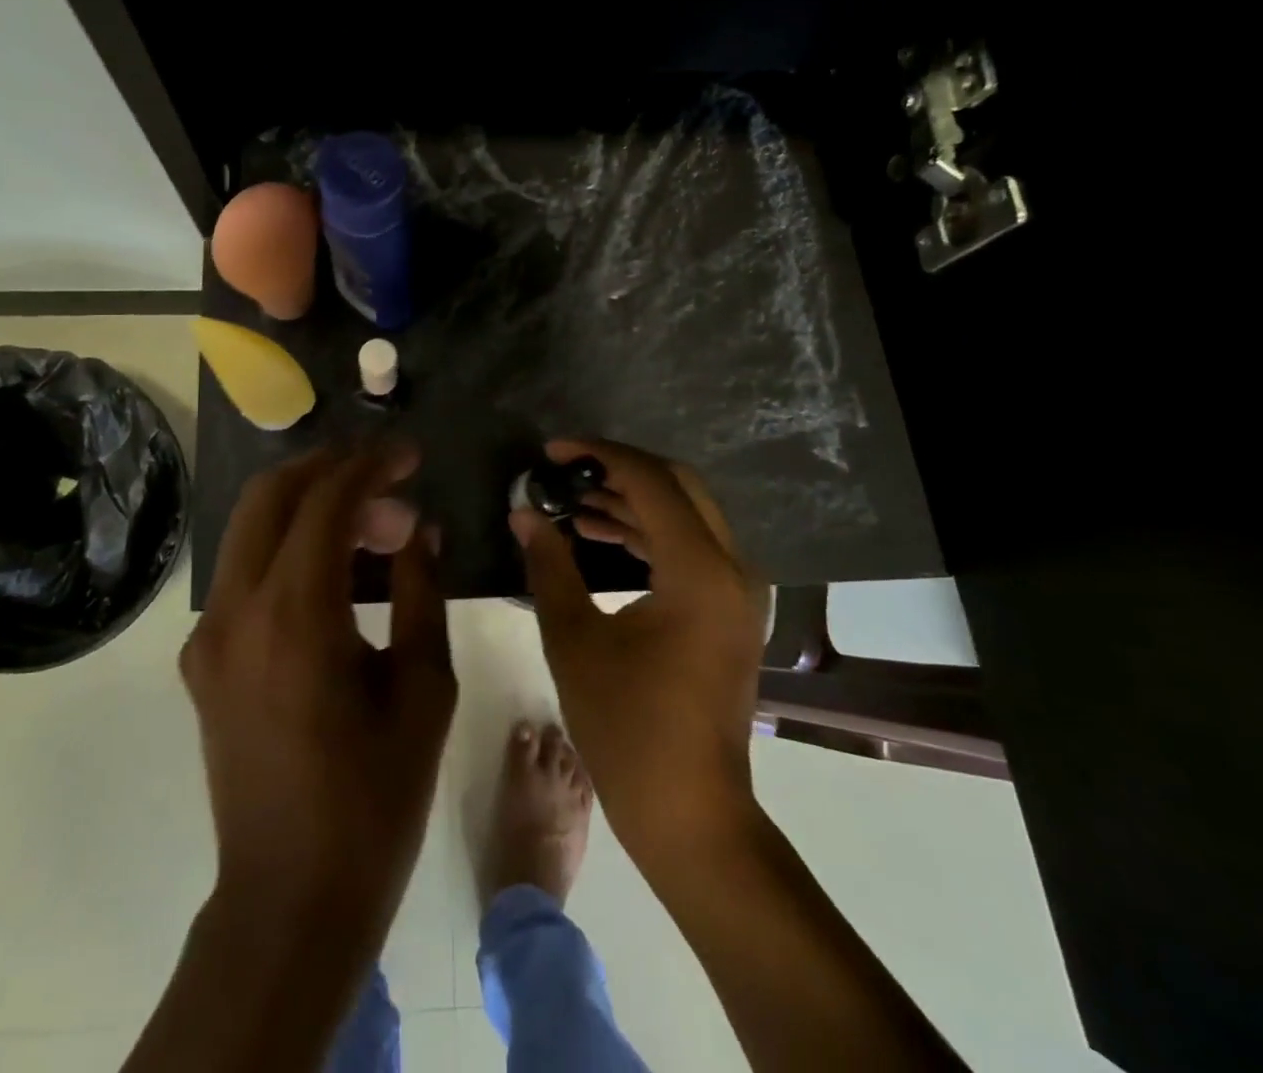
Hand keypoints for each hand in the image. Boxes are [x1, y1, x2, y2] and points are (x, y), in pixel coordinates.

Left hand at [180, 444, 455, 951]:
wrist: (290, 899)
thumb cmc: (374, 799)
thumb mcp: (423, 690)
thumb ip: (422, 592)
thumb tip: (422, 529)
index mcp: (295, 616)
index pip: (326, 502)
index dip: (371, 466)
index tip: (411, 455)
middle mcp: (236, 610)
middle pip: (270, 495)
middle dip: (329, 468)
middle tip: (387, 478)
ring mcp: (208, 634)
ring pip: (249, 527)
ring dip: (308, 505)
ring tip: (373, 528)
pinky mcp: (203, 658)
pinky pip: (244, 571)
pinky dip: (287, 546)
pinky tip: (335, 573)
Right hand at [511, 439, 768, 872]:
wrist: (689, 811)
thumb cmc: (626, 728)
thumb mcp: (573, 639)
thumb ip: (549, 564)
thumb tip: (523, 513)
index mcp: (699, 571)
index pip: (651, 481)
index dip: (599, 455)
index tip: (552, 452)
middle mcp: (732, 568)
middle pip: (679, 486)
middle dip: (620, 470)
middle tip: (566, 471)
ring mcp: (739, 592)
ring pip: (687, 515)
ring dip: (633, 502)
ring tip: (573, 504)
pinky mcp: (731, 611)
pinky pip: (692, 548)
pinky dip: (649, 534)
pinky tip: (602, 537)